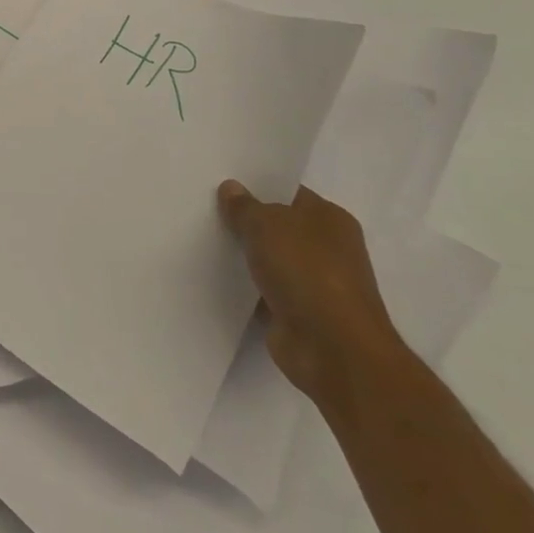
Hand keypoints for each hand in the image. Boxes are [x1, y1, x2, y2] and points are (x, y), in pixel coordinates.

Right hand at [217, 180, 405, 408]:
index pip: (288, 193)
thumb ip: (245, 207)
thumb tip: (231, 188)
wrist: (333, 349)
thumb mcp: (267, 226)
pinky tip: (213, 276)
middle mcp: (326, 248)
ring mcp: (314, 282)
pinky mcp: (298, 312)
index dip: (255, 186)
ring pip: (268, 258)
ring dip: (243, 255)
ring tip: (200, 239)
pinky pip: (263, 289)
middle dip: (245, 220)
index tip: (219, 182)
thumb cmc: (307, 273)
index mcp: (329, 219)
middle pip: (277, 226)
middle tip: (202, 207)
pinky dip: (244, 286)